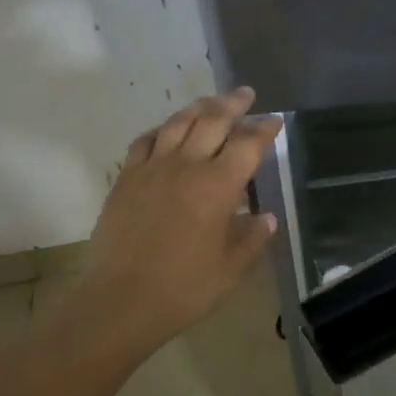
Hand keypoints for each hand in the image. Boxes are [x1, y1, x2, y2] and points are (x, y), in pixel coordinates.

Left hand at [74, 87, 281, 359]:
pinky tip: (166, 131)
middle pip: (213, 120)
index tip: (275, 120)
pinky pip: (145, 141)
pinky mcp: (126, 179)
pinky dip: (161, 129)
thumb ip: (252, 239)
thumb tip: (267, 219)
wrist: (120, 301)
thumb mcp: (231, 269)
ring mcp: (152, 168)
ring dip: (199, 108)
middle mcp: (187, 166)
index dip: (264, 129)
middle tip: (246, 94)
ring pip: (178, 123)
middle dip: (234, 104)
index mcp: (218, 186)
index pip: (248, 144)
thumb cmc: (184, 288)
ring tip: (211, 102)